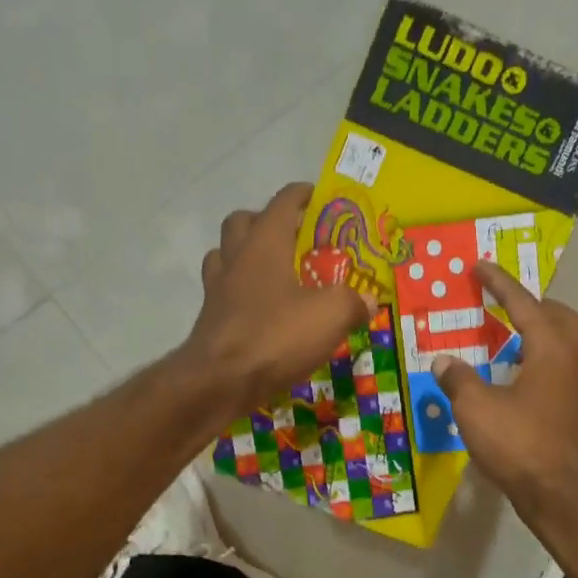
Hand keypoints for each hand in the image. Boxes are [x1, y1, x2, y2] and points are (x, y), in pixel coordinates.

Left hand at [184, 183, 369, 413]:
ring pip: (225, 254)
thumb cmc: (276, 336)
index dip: (301, 195)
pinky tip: (259, 309)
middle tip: (292, 237)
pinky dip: (239, 291)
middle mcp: (236, 258)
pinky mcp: (210, 318)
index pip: (282, 203)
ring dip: (244, 254)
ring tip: (272, 271)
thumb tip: (367, 301)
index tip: (316, 196)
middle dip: (265, 220)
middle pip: (242, 222)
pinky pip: (222, 291)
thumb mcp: (330, 316)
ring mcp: (217, 289)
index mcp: (265, 244)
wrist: (219, 381)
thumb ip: (352, 302)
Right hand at [433, 263, 577, 505]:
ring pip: (563, 343)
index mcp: (549, 349)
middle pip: (561, 317)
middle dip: (533, 304)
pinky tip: (509, 375)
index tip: (479, 265)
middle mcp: (569, 360)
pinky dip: (535, 357)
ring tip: (504, 336)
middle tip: (504, 305)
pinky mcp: (570, 408)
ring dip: (536, 332)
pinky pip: (556, 366)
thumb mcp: (475, 407)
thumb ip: (458, 379)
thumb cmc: (519, 442)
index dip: (498, 283)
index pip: (523, 304)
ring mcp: (574, 386)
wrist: (558, 493)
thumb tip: (443, 361)